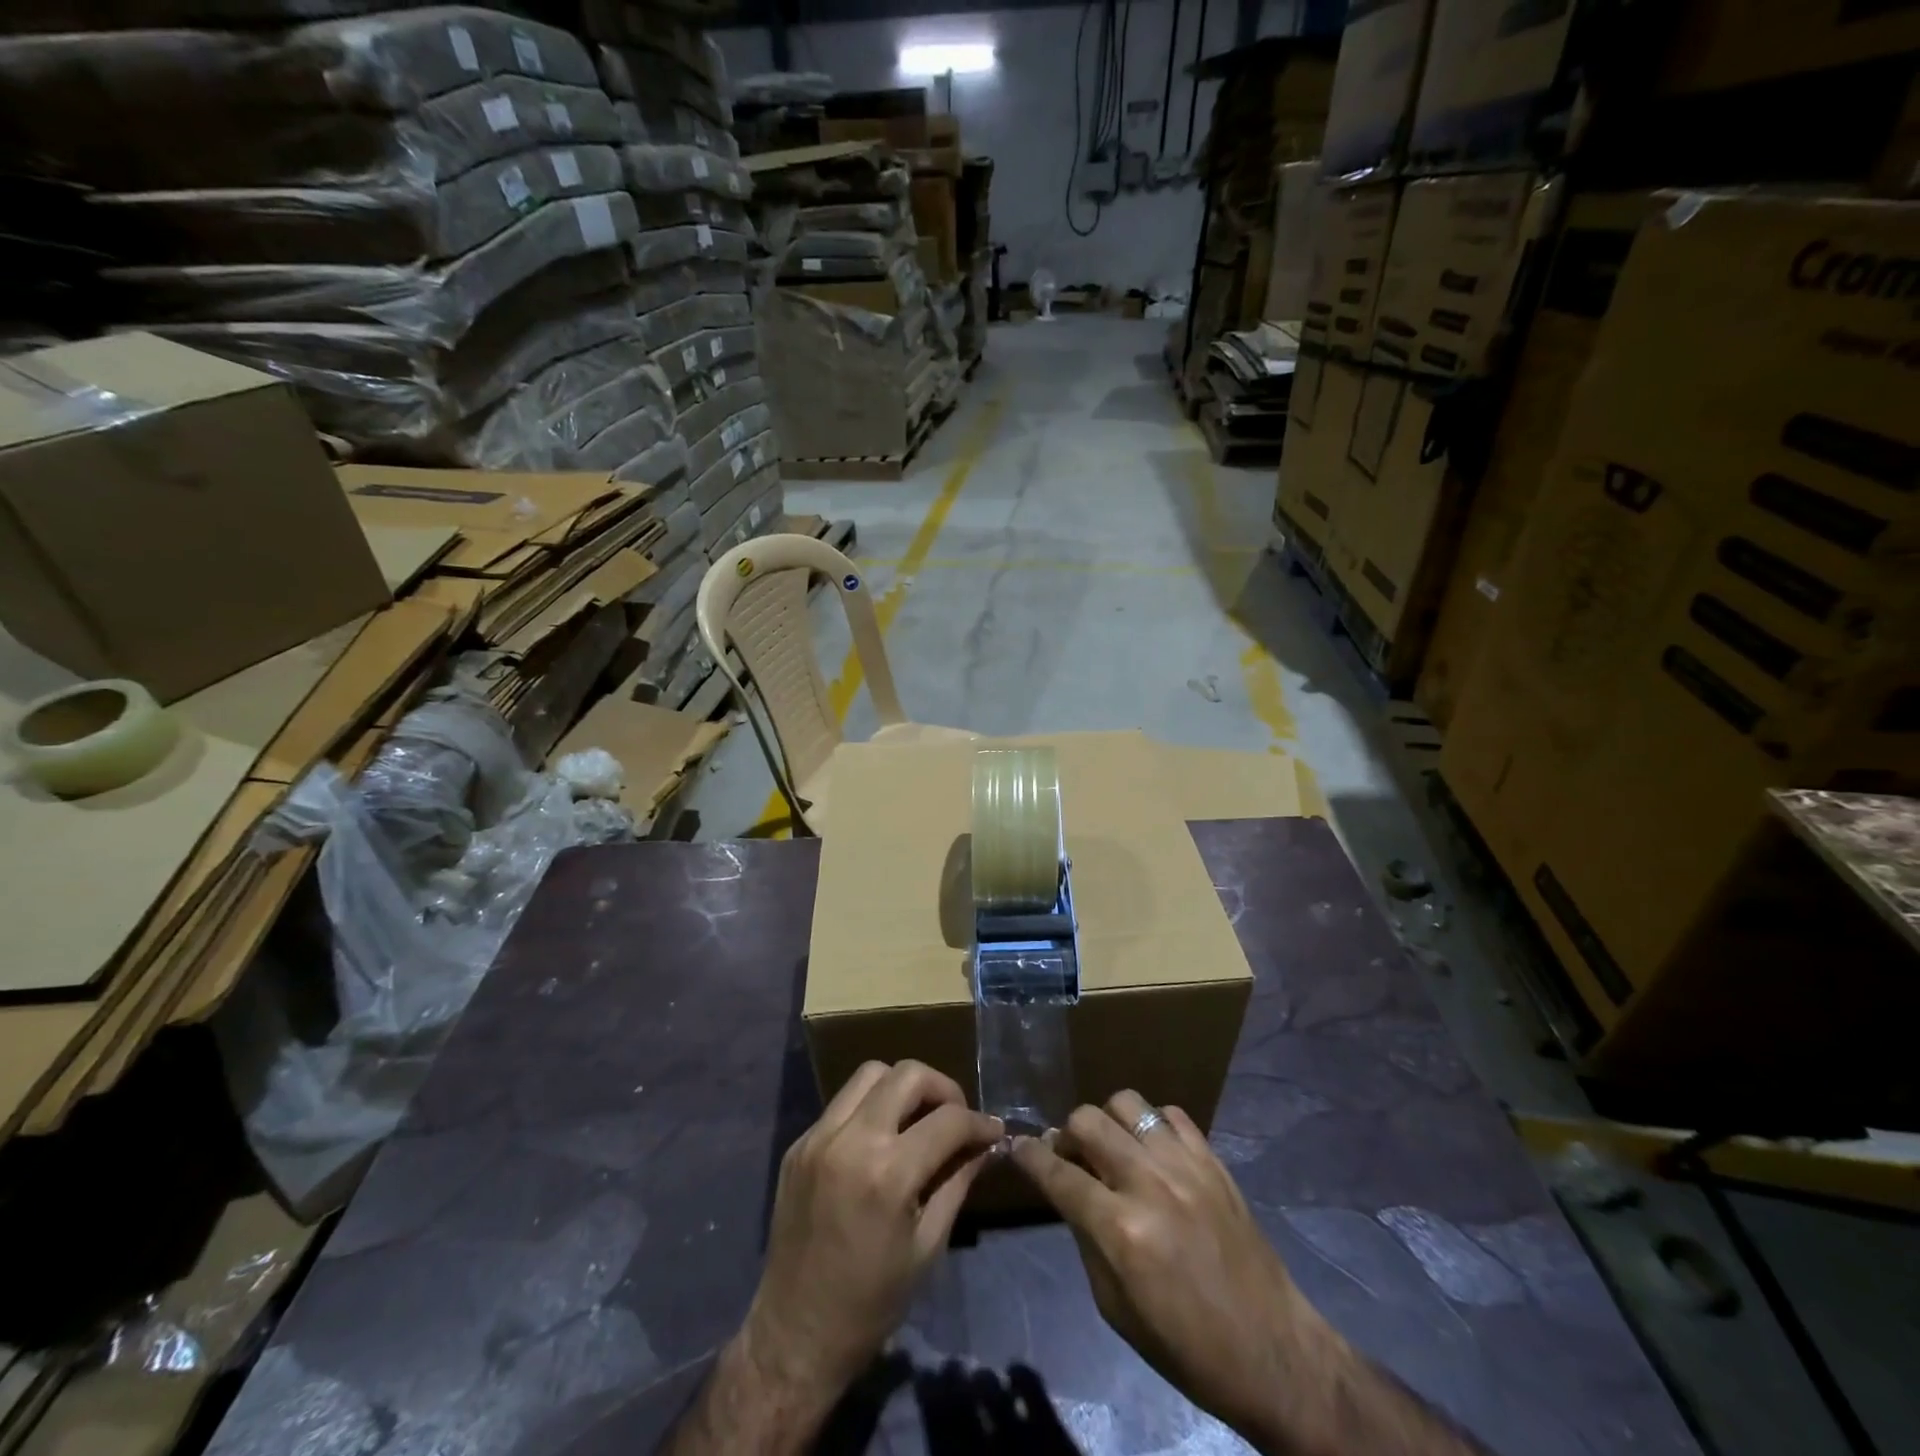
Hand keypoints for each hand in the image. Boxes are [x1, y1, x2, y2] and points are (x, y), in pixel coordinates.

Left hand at [737, 1060, 1002, 1426]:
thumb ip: (957, 1182)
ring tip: (917, 1119)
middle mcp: (851, 1140)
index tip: (993, 1131)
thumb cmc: (871, 1302)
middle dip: (942, 1088)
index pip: (948, 1120)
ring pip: (870, 1074)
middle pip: (907, 1074)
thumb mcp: (928, 1245)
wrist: (795, 1335)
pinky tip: (880, 1141)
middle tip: (955, 1117)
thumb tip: (984, 1145)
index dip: (979, 1122)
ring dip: (902, 1087)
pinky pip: (842, 1103)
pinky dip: (870, 1108)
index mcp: (888, 1173)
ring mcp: (818, 1137)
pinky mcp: (798, 1144)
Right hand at [1010, 1090, 1316, 1440]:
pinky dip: (1151, 1125)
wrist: (1272, 1351)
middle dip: (1066, 1134)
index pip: (1057, 1174)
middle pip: (1087, 1121)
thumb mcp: (1115, 1308)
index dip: (1029, 1156)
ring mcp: (1184, 1165)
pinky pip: (1170, 1114)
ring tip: (1112, 1148)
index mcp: (1120, 1230)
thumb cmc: (1186, 1346)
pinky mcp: (1212, 1160)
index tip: (1016, 1147)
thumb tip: (1067, 1191)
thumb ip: (1086, 1237)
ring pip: (1126, 1103)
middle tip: (1070, 1156)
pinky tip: (1152, 1151)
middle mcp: (1148, 1184)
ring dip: (1107, 1122)